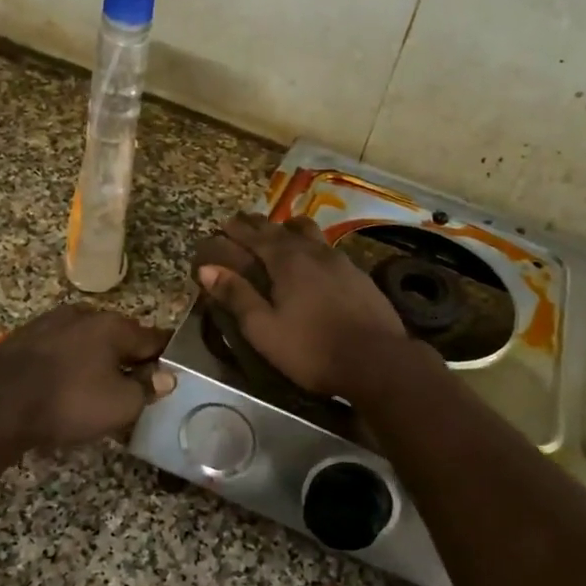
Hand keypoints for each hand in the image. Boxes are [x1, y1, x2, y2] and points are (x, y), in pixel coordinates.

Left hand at [0, 302, 173, 455]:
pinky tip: (67, 385)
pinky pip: (62, 350)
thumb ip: (146, 389)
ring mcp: (51, 322)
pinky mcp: (25, 337)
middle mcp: (84, 314)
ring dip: (98, 361)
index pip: (154, 337)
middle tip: (136, 387)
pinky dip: (71, 364)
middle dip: (129, 359)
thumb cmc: (67, 402)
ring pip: (88, 342)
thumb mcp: (120, 405)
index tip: (174, 371)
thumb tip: (166, 377)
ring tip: (100, 389)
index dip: (167, 356)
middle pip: (119, 337)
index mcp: (113, 325)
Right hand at [195, 213, 407, 398]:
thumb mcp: (264, 329)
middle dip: (260, 225)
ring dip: (290, 230)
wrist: (378, 360)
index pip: (256, 235)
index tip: (224, 224)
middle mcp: (313, 251)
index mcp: (287, 260)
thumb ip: (237, 296)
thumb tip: (207, 270)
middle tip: (245, 224)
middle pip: (282, 228)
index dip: (237, 229)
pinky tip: (314, 264)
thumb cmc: (312, 349)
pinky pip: (328, 249)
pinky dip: (311, 248)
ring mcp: (340, 261)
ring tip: (281, 236)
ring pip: (310, 233)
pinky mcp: (359, 275)